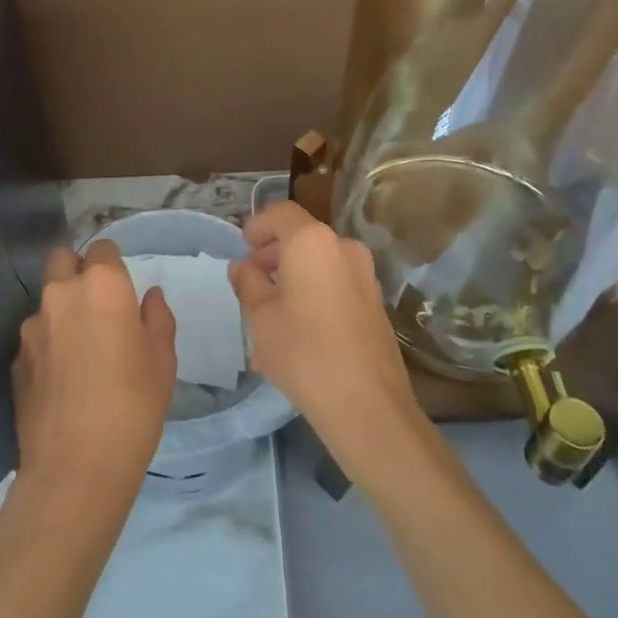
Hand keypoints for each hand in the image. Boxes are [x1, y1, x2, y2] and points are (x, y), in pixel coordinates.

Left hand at [12, 241, 176, 503]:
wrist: (75, 467)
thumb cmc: (133, 406)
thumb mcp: (162, 360)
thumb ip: (156, 318)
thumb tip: (148, 296)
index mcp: (102, 285)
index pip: (103, 248)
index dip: (112, 263)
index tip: (122, 287)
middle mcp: (61, 293)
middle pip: (62, 258)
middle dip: (77, 270)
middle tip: (97, 304)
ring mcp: (32, 326)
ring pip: (46, 299)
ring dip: (61, 310)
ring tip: (78, 349)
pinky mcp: (15, 359)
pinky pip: (35, 336)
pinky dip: (47, 344)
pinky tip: (61, 379)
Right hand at [229, 202, 420, 461]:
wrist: (367, 404)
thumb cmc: (303, 350)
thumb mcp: (260, 316)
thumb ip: (248, 283)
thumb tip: (242, 267)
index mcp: (311, 241)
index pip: (280, 213)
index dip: (258, 226)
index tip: (242, 248)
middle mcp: (342, 248)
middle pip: (302, 238)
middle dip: (274, 255)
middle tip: (252, 282)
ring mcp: (365, 276)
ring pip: (318, 265)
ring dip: (292, 280)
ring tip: (269, 317)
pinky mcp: (375, 304)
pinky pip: (335, 287)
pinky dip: (313, 296)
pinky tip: (295, 335)